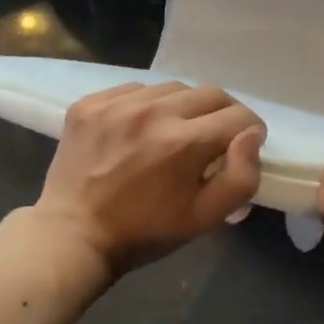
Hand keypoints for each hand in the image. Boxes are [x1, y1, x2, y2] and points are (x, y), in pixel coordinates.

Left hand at [35, 81, 264, 274]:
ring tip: (176, 133)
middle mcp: (153, 112)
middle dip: (223, 115)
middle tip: (216, 138)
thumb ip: (241, 177)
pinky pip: (135, 89)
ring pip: (173, 88)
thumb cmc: (145, 232)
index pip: (238, 117)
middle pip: (210, 94)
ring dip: (185, 107)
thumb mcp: (205, 218)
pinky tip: (141, 130)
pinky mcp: (90, 104)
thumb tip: (251, 137)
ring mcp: (117, 104)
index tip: (242, 147)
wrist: (73, 235)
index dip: (250, 132)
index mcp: (184, 142)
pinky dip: (148, 105)